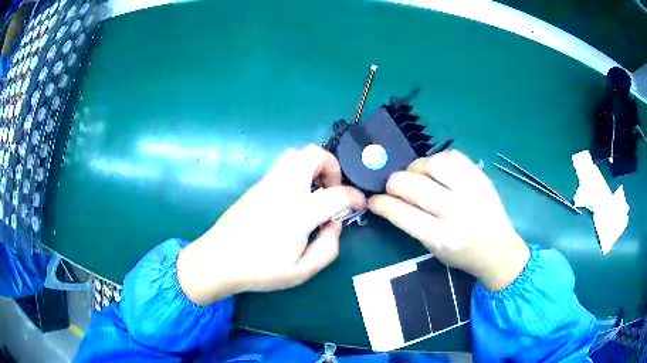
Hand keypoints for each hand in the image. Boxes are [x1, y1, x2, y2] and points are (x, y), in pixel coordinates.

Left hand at [177, 145, 365, 304]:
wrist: (218, 260)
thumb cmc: (260, 270)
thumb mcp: (302, 271)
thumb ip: (328, 248)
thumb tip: (335, 224)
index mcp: (299, 212)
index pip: (338, 193)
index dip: (355, 197)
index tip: (359, 203)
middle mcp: (284, 189)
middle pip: (312, 154)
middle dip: (331, 165)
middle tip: (332, 189)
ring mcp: (267, 183)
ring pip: (294, 154)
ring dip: (312, 165)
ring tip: (314, 190)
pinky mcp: (256, 186)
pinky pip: (282, 166)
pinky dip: (296, 172)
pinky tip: (294, 198)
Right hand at [368, 150, 528, 291]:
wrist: (499, 248)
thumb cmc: (463, 254)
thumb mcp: (434, 249)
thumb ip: (411, 224)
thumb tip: (388, 199)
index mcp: (442, 238)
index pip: (402, 213)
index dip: (381, 203)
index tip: (373, 199)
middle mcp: (456, 212)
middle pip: (413, 185)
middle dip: (393, 183)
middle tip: (392, 186)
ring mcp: (471, 190)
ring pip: (431, 164)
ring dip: (415, 168)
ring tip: (415, 176)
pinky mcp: (480, 176)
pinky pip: (451, 156)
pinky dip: (437, 160)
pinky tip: (436, 169)